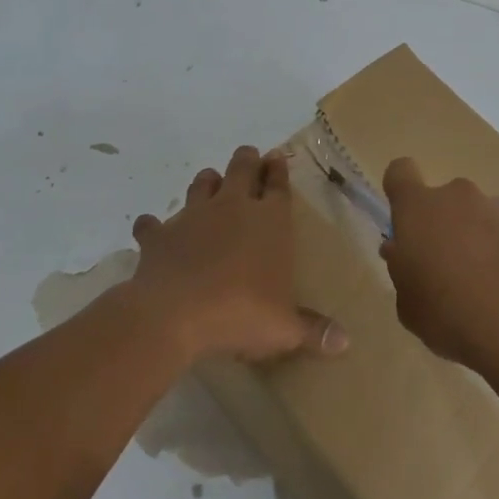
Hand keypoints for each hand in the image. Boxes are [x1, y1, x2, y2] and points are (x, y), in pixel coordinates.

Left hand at [131, 146, 347, 362]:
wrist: (175, 314)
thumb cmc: (241, 312)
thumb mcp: (285, 328)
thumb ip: (314, 330)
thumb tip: (346, 342)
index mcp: (270, 220)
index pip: (278, 185)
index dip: (278, 170)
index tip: (277, 158)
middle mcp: (233, 207)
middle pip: (242, 168)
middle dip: (247, 160)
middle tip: (250, 156)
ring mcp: (193, 216)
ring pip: (202, 184)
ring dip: (207, 182)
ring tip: (210, 182)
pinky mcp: (160, 235)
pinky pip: (153, 224)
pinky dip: (154, 226)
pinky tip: (152, 229)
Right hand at [379, 158, 498, 371]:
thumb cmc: (447, 314)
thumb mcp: (408, 303)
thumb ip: (401, 269)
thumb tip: (401, 251)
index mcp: (419, 208)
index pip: (400, 172)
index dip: (400, 189)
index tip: (404, 221)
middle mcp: (457, 196)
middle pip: (443, 200)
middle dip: (441, 226)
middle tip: (443, 269)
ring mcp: (496, 207)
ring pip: (476, 216)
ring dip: (473, 238)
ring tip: (481, 284)